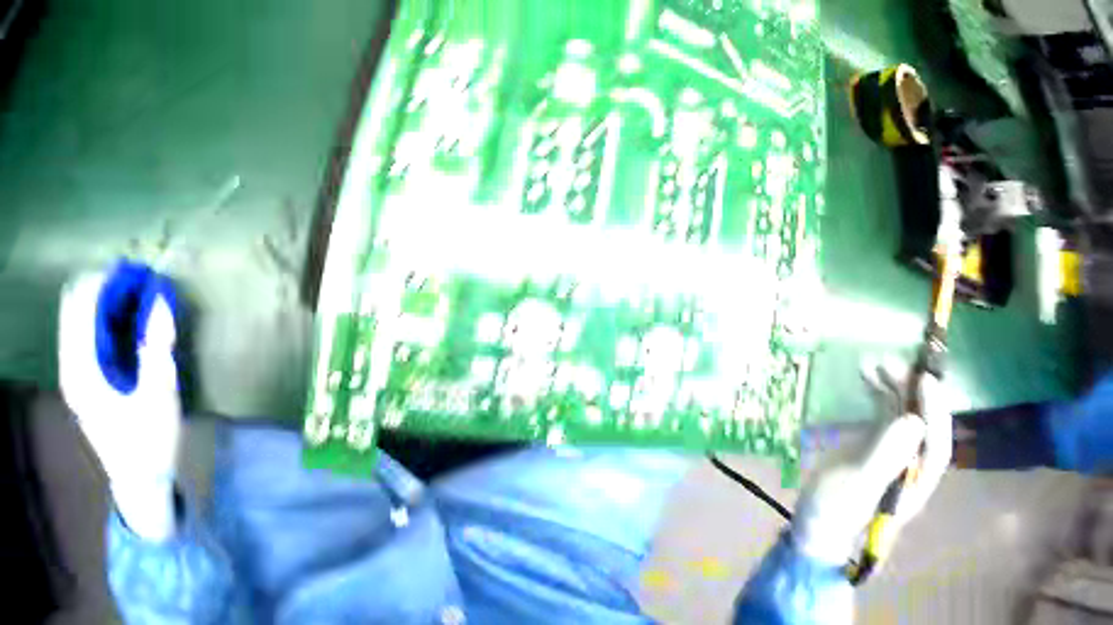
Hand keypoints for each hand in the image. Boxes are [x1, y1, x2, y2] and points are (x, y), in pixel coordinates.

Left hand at [59, 262, 181, 540]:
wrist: (138, 488)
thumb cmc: (149, 449)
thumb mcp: (159, 401)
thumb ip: (156, 348)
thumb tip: (159, 299)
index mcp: (83, 372)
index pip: (83, 300)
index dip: (108, 280)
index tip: (135, 278)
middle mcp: (68, 367)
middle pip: (73, 298)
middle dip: (100, 285)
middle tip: (130, 290)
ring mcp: (68, 373)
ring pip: (71, 311)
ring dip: (96, 299)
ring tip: (124, 305)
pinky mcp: (73, 379)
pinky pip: (74, 328)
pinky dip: (92, 316)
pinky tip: (114, 327)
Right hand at [791, 360, 951, 566]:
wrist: (811, 527)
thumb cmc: (834, 516)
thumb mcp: (857, 491)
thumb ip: (885, 459)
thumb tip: (914, 420)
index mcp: (917, 483)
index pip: (937, 445)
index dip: (936, 412)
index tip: (924, 381)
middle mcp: (914, 463)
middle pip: (925, 421)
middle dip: (913, 391)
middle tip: (892, 365)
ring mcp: (898, 451)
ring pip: (908, 410)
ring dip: (896, 384)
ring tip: (876, 364)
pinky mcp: (881, 442)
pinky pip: (888, 410)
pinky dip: (881, 390)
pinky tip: (867, 374)